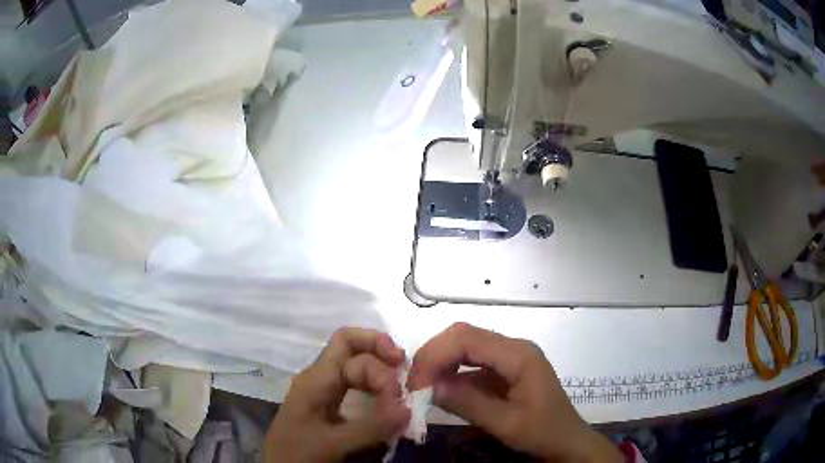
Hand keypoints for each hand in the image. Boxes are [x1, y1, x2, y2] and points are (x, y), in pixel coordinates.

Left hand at [265, 328, 410, 462]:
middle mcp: (320, 378)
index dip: (377, 360)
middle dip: (381, 356)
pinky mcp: (330, 406)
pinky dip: (375, 389)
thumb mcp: (333, 443)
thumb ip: (371, 427)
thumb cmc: (297, 453)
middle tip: (405, 380)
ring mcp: (324, 391)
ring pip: (355, 367)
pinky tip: (388, 404)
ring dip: (380, 373)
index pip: (349, 346)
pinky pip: (356, 386)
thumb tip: (408, 409)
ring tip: (400, 394)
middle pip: (352, 349)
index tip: (396, 391)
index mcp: (316, 379)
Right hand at [407, 323, 622, 462]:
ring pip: (465, 347)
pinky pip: (471, 364)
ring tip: (422, 389)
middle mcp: (513, 348)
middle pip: (463, 336)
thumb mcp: (506, 424)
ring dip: (440, 364)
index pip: (466, 339)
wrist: (567, 442)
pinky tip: (441, 392)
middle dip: (434, 357)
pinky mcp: (504, 371)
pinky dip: (451, 375)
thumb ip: (468, 403)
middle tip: (414, 385)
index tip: (415, 384)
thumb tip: (429, 386)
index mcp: (518, 355)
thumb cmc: (543, 433)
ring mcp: (509, 358)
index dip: (435, 356)